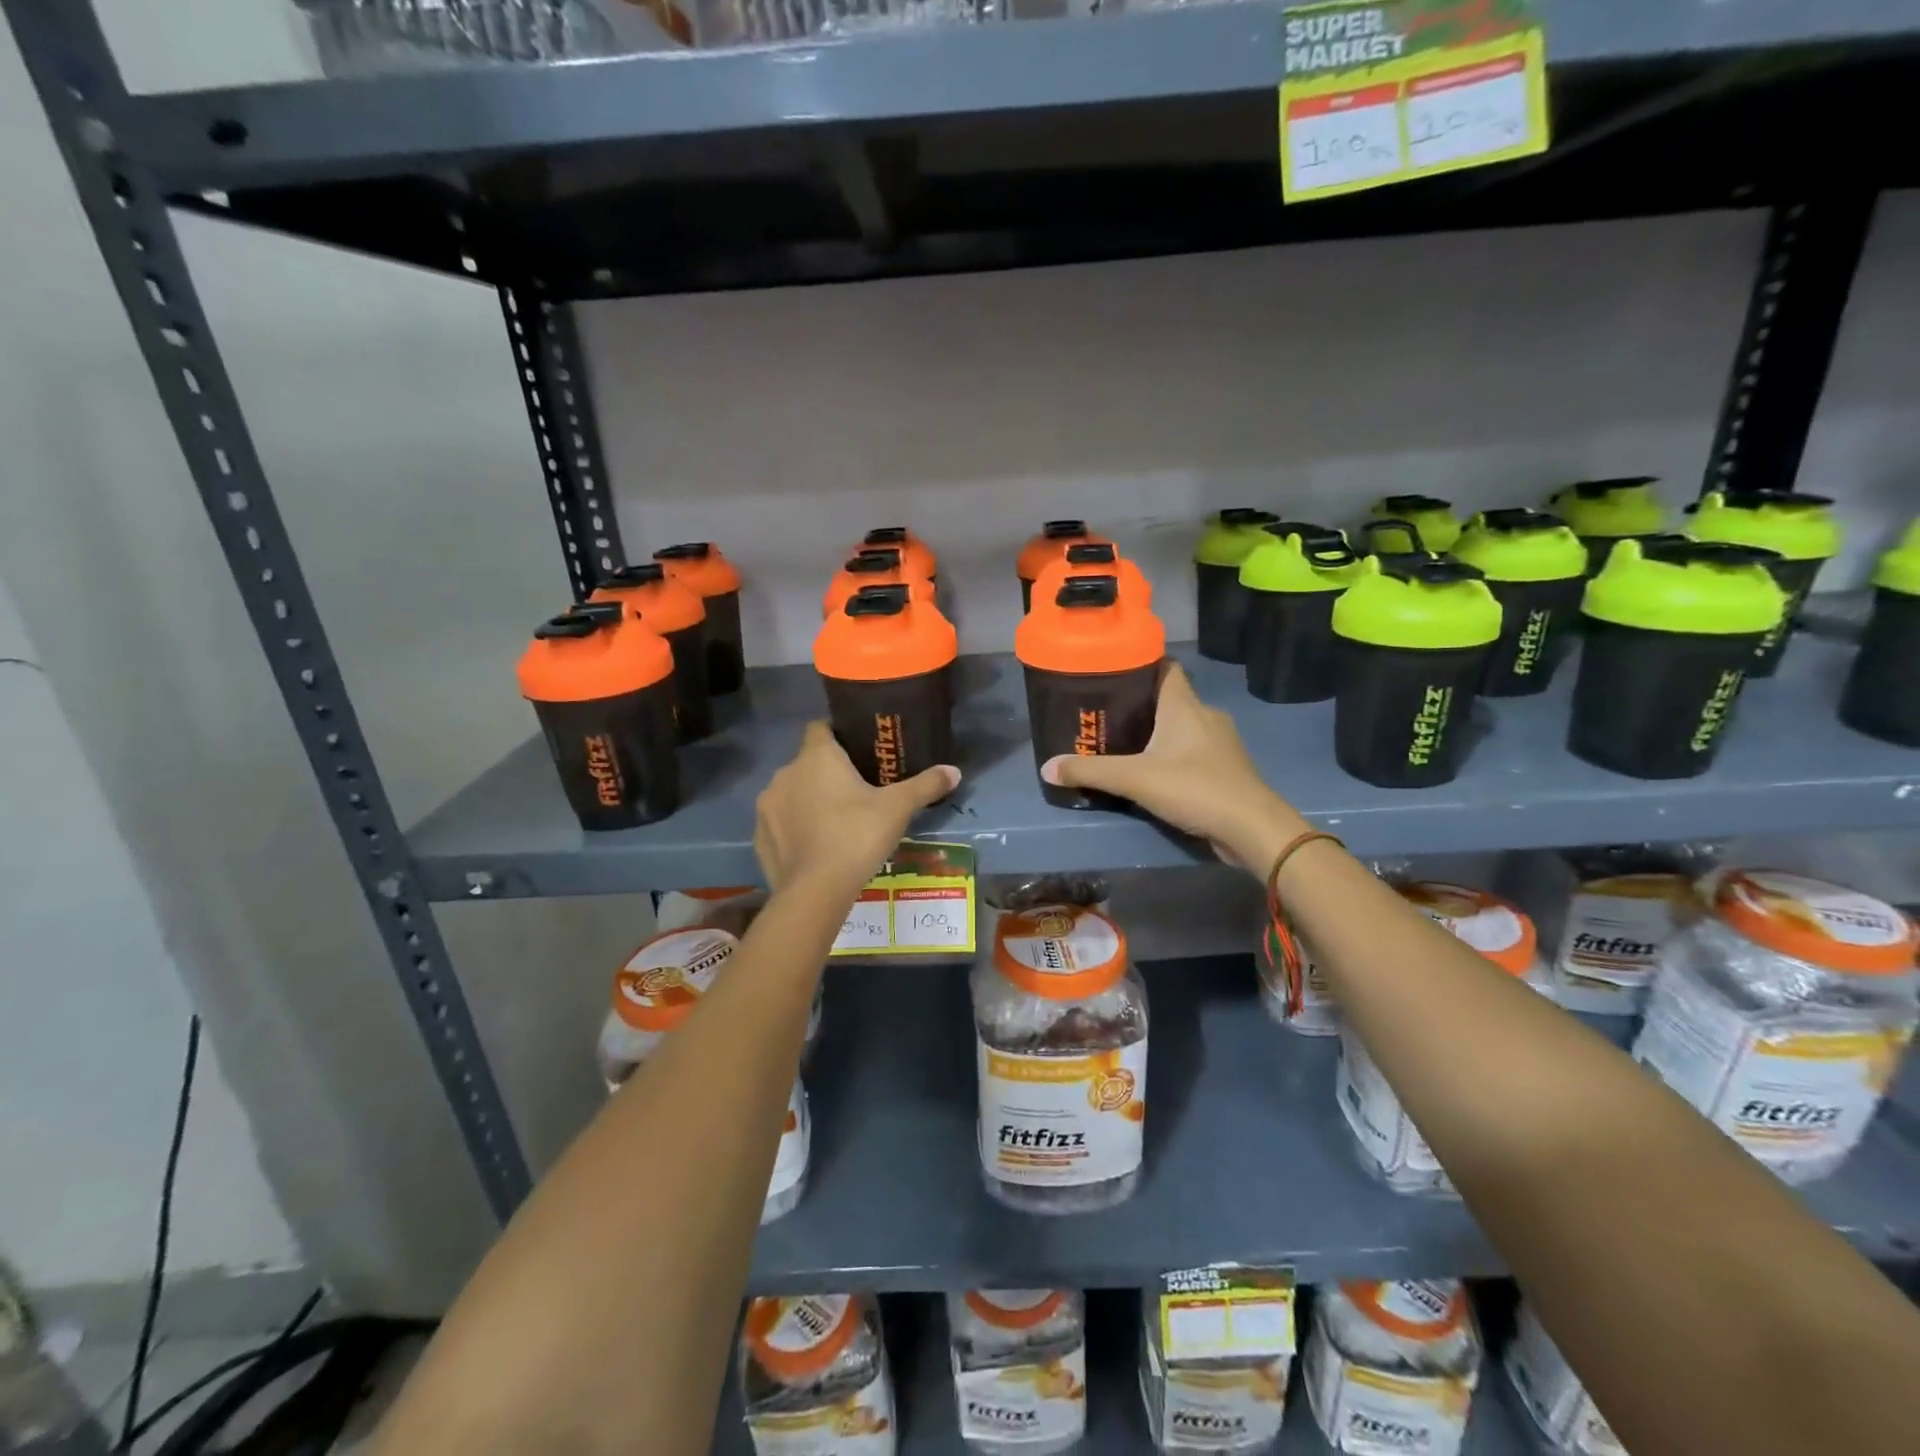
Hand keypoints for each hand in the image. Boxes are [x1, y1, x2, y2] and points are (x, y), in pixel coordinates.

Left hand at [755, 722, 959, 895]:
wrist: (815, 891)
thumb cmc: (857, 836)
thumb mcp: (898, 809)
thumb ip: (925, 785)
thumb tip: (955, 771)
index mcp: (817, 756)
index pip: (820, 727)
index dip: (838, 734)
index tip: (858, 750)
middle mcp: (786, 773)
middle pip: (807, 762)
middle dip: (826, 772)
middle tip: (856, 792)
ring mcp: (767, 805)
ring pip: (791, 792)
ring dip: (807, 800)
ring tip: (834, 821)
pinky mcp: (758, 836)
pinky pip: (779, 823)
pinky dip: (793, 828)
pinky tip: (814, 846)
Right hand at [1041, 663, 1307, 871]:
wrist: (1251, 828)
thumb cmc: (1194, 788)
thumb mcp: (1134, 779)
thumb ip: (1090, 772)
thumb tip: (1046, 767)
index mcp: (1185, 705)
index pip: (1165, 668)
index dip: (1140, 664)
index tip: (1111, 671)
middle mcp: (1205, 715)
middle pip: (1170, 698)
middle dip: (1140, 705)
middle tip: (1105, 714)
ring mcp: (1220, 743)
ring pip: (1183, 727)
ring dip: (1158, 733)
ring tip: (1124, 744)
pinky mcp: (1226, 768)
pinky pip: (1193, 752)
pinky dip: (1173, 756)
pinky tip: (1154, 772)